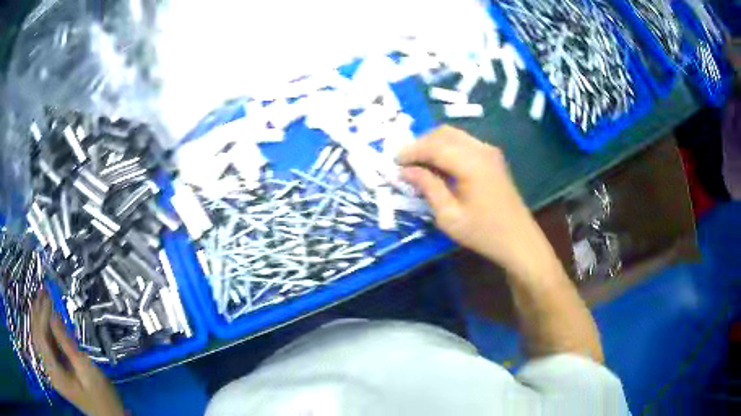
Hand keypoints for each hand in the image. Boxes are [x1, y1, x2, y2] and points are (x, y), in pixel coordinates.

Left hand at [31, 291, 125, 415]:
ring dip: (38, 319)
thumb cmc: (101, 397)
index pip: (41, 337)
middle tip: (42, 291)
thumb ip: (68, 344)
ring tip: (41, 299)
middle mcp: (49, 370)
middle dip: (37, 312)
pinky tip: (46, 319)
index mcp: (55, 373)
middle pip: (36, 336)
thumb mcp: (87, 371)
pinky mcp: (56, 371)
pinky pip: (45, 346)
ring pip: (38, 340)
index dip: (42, 314)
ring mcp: (52, 372)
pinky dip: (43, 330)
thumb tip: (53, 315)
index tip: (48, 295)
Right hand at [397, 125, 554, 276]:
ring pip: (454, 135)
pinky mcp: (493, 158)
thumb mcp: (449, 216)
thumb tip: (406, 171)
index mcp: (471, 163)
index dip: (411, 151)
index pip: (434, 146)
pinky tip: (439, 165)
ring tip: (418, 164)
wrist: (519, 240)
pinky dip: (447, 148)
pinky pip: (464, 142)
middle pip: (443, 133)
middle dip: (421, 144)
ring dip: (433, 144)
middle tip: (404, 162)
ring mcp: (489, 151)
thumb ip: (428, 187)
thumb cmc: (483, 233)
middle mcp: (481, 149)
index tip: (393, 162)